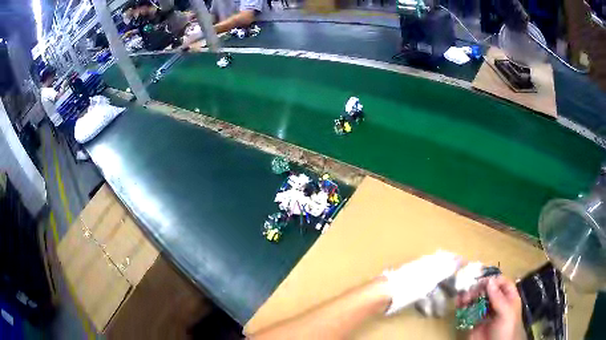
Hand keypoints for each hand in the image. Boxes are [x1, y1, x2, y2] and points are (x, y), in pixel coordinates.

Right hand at [458, 276, 523, 339]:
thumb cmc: (505, 330)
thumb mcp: (505, 313)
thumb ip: (498, 298)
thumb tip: (489, 281)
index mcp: (508, 298)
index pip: (502, 283)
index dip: (493, 280)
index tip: (482, 282)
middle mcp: (497, 303)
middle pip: (488, 290)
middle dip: (478, 289)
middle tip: (469, 293)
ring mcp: (485, 312)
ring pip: (477, 299)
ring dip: (469, 296)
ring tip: (462, 299)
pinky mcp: (475, 321)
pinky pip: (469, 311)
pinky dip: (463, 306)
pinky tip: (458, 304)